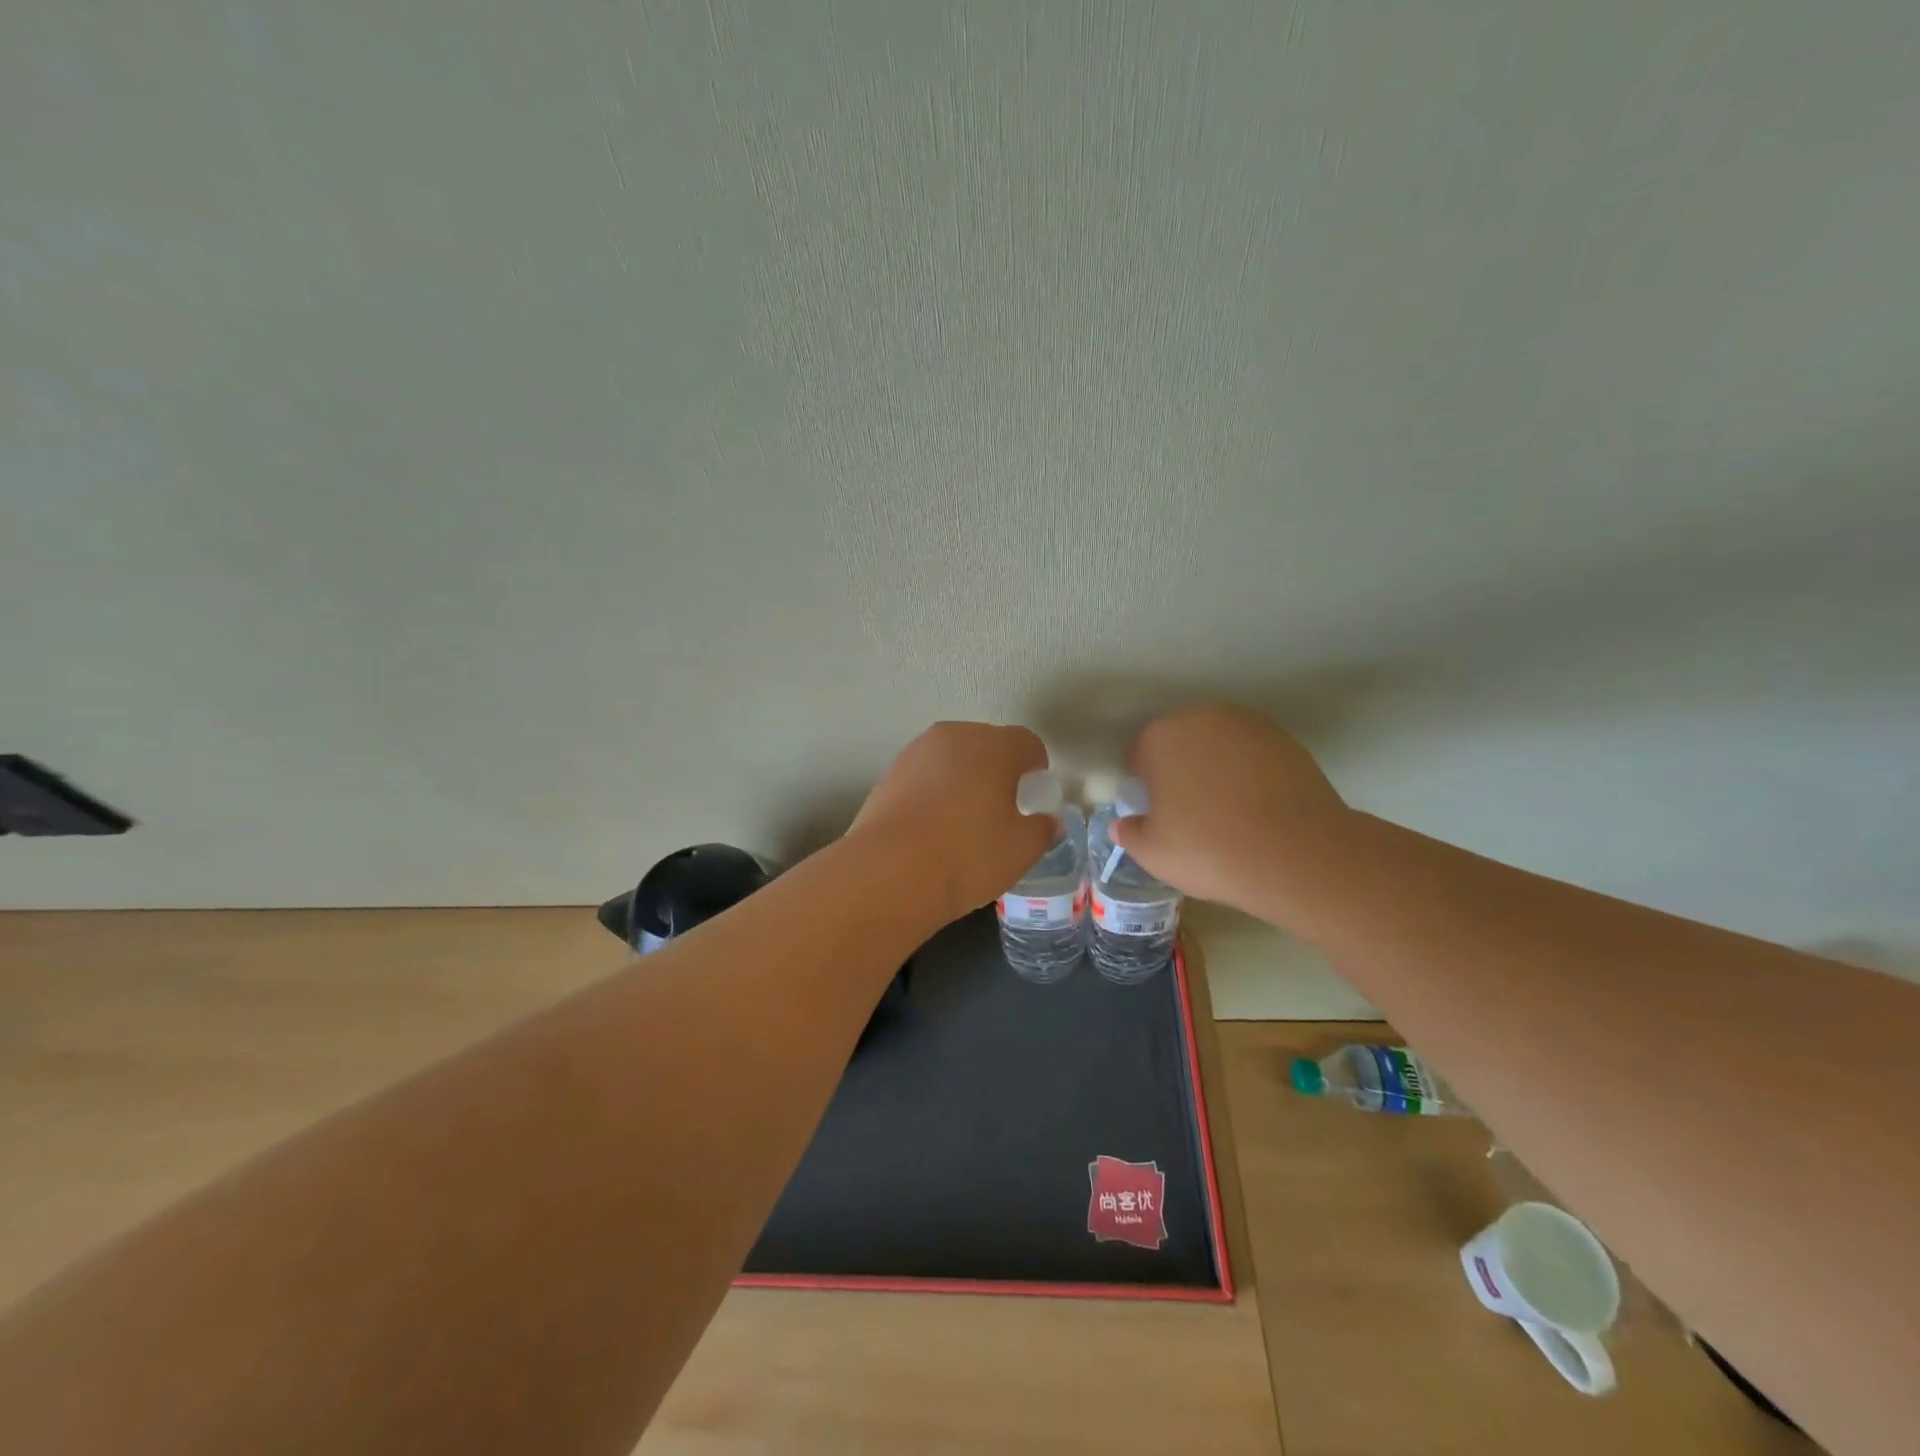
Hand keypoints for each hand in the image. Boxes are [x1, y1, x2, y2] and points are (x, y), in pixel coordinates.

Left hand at [852, 722, 1055, 923]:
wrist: (888, 872)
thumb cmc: (968, 855)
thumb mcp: (1021, 850)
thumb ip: (1042, 830)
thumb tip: (1047, 822)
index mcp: (993, 745)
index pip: (1027, 742)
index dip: (1036, 768)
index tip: (1035, 796)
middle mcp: (953, 737)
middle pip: (986, 744)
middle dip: (999, 770)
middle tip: (1003, 809)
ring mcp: (915, 753)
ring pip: (952, 759)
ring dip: (964, 780)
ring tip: (965, 821)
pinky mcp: (887, 775)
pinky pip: (924, 777)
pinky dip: (934, 793)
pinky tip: (933, 828)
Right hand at [1112, 703, 1349, 914]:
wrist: (1298, 854)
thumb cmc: (1209, 849)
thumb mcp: (1154, 853)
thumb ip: (1130, 833)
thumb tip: (1122, 825)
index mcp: (1162, 736)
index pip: (1139, 754)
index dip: (1143, 785)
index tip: (1155, 813)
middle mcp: (1203, 718)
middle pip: (1180, 742)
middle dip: (1179, 770)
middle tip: (1188, 813)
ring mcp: (1250, 725)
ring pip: (1218, 747)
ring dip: (1216, 769)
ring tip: (1227, 812)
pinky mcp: (1288, 740)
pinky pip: (1253, 756)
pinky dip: (1249, 774)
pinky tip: (1257, 808)